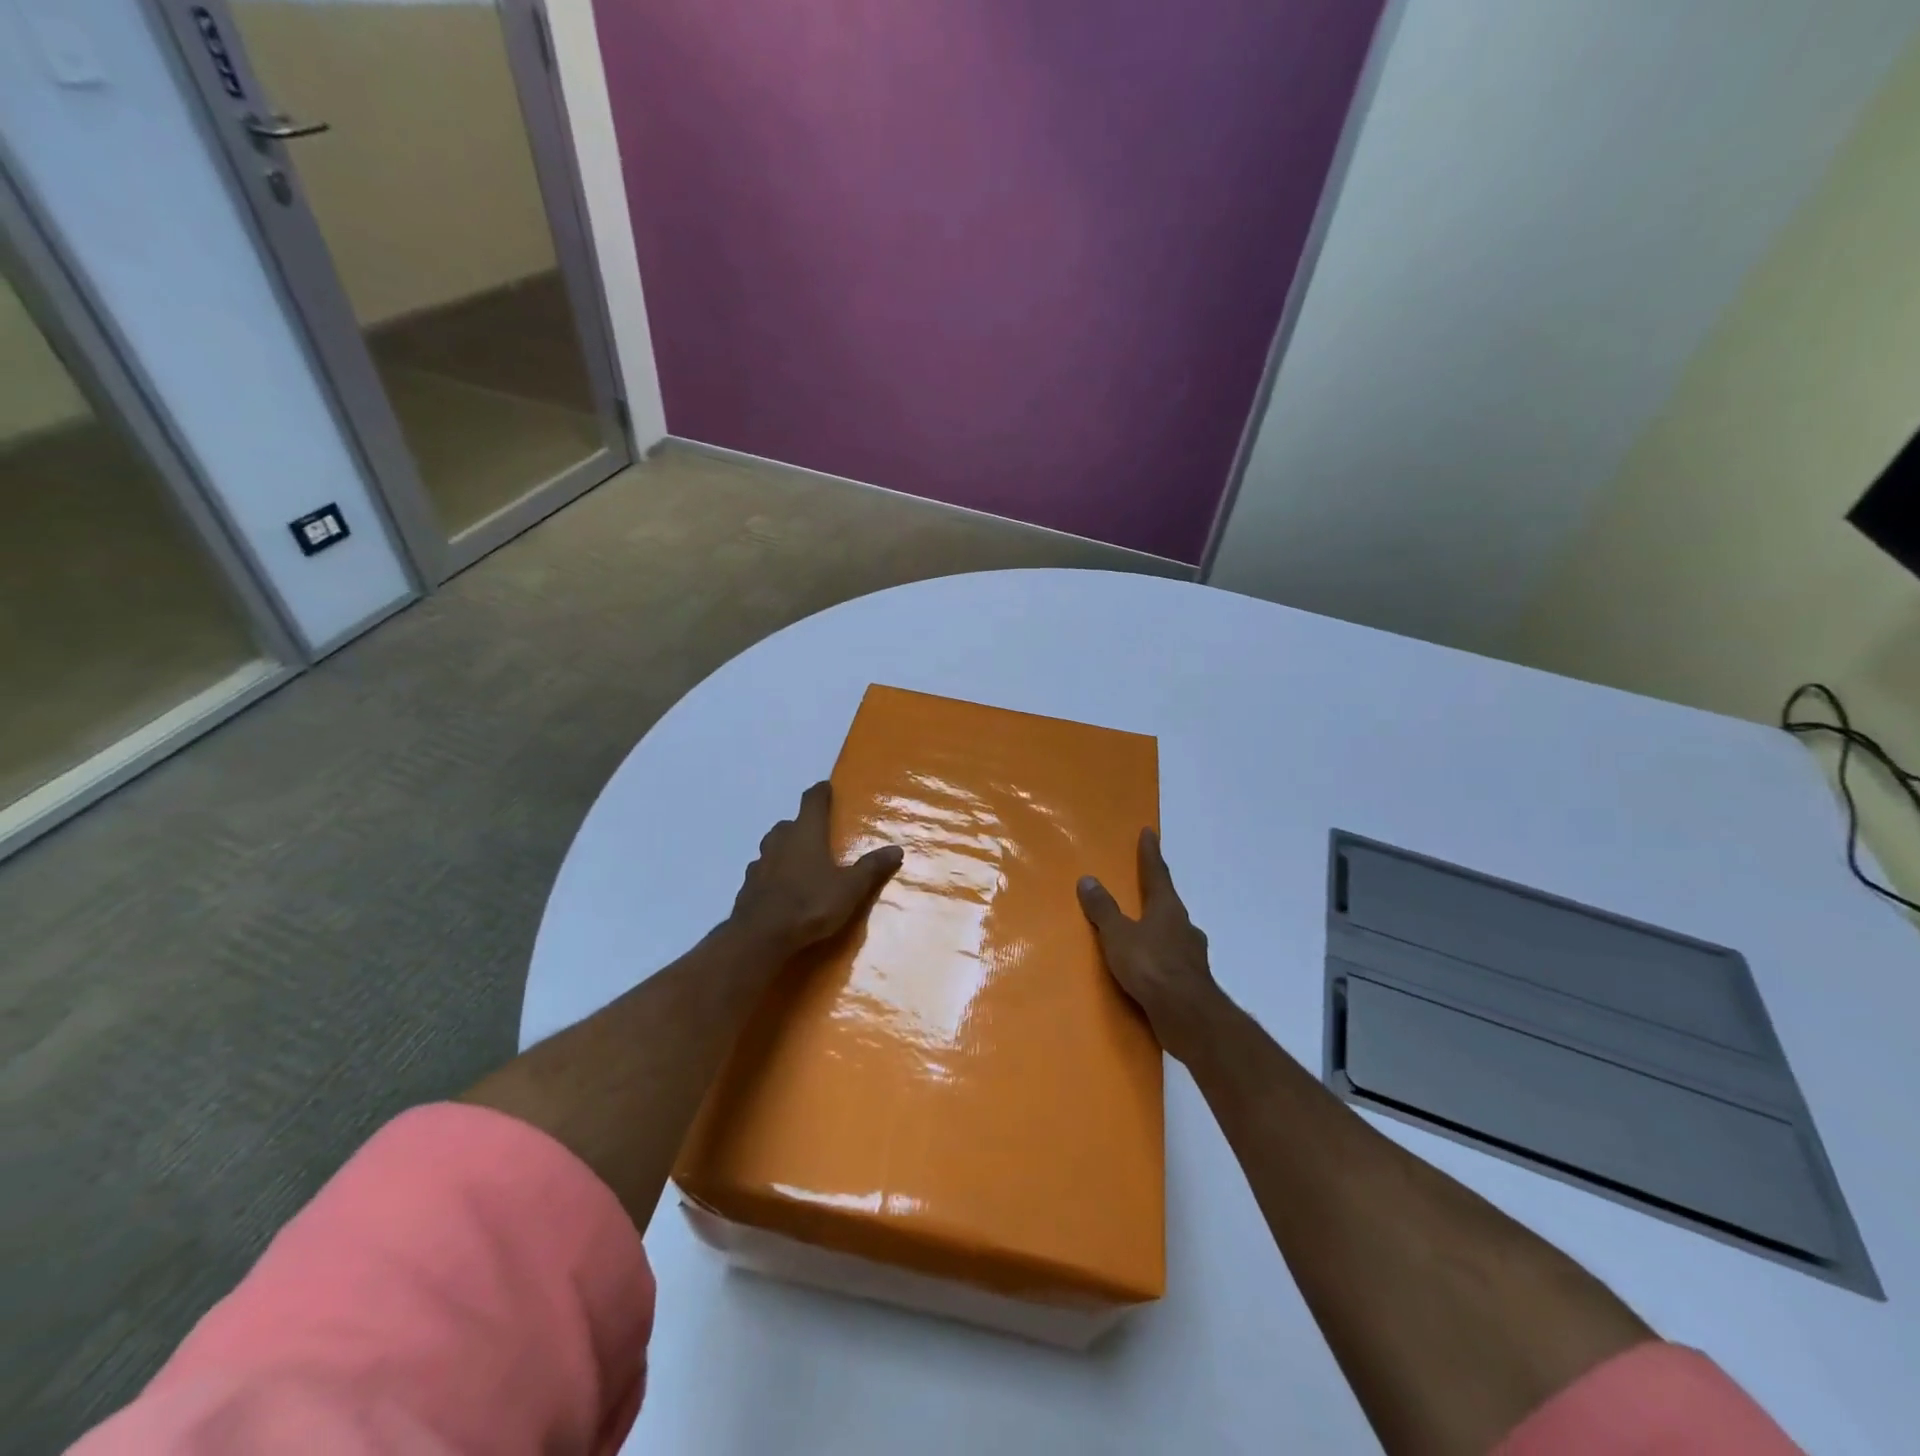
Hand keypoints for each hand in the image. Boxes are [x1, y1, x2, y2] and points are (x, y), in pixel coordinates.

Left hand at [728, 781, 902, 957]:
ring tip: (801, 861)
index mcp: (806, 833)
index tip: (826, 787)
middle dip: (803, 824)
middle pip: (790, 823)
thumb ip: (871, 868)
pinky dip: (773, 873)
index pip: (812, 801)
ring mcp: (760, 863)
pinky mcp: (747, 886)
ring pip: (773, 846)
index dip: (820, 792)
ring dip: (785, 848)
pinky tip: (781, 887)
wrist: (760, 936)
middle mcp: (780, 841)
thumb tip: (896, 849)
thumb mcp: (850, 889)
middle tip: (818, 834)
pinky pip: (763, 871)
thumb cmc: (810, 904)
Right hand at [1078, 828, 1219, 1060]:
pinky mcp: (1192, 981)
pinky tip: (1151, 969)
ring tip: (1142, 933)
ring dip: (1160, 930)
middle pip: (1168, 904)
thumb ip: (1103, 910)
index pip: (1157, 874)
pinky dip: (1160, 958)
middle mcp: (1183, 926)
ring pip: (1173, 934)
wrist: (1187, 1015)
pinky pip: (1172, 961)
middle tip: (1144, 889)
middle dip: (1157, 895)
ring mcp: (1192, 955)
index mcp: (1167, 908)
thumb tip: (1088, 879)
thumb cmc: (1150, 965)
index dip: (1151, 854)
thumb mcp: (1118, 935)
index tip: (1150, 833)